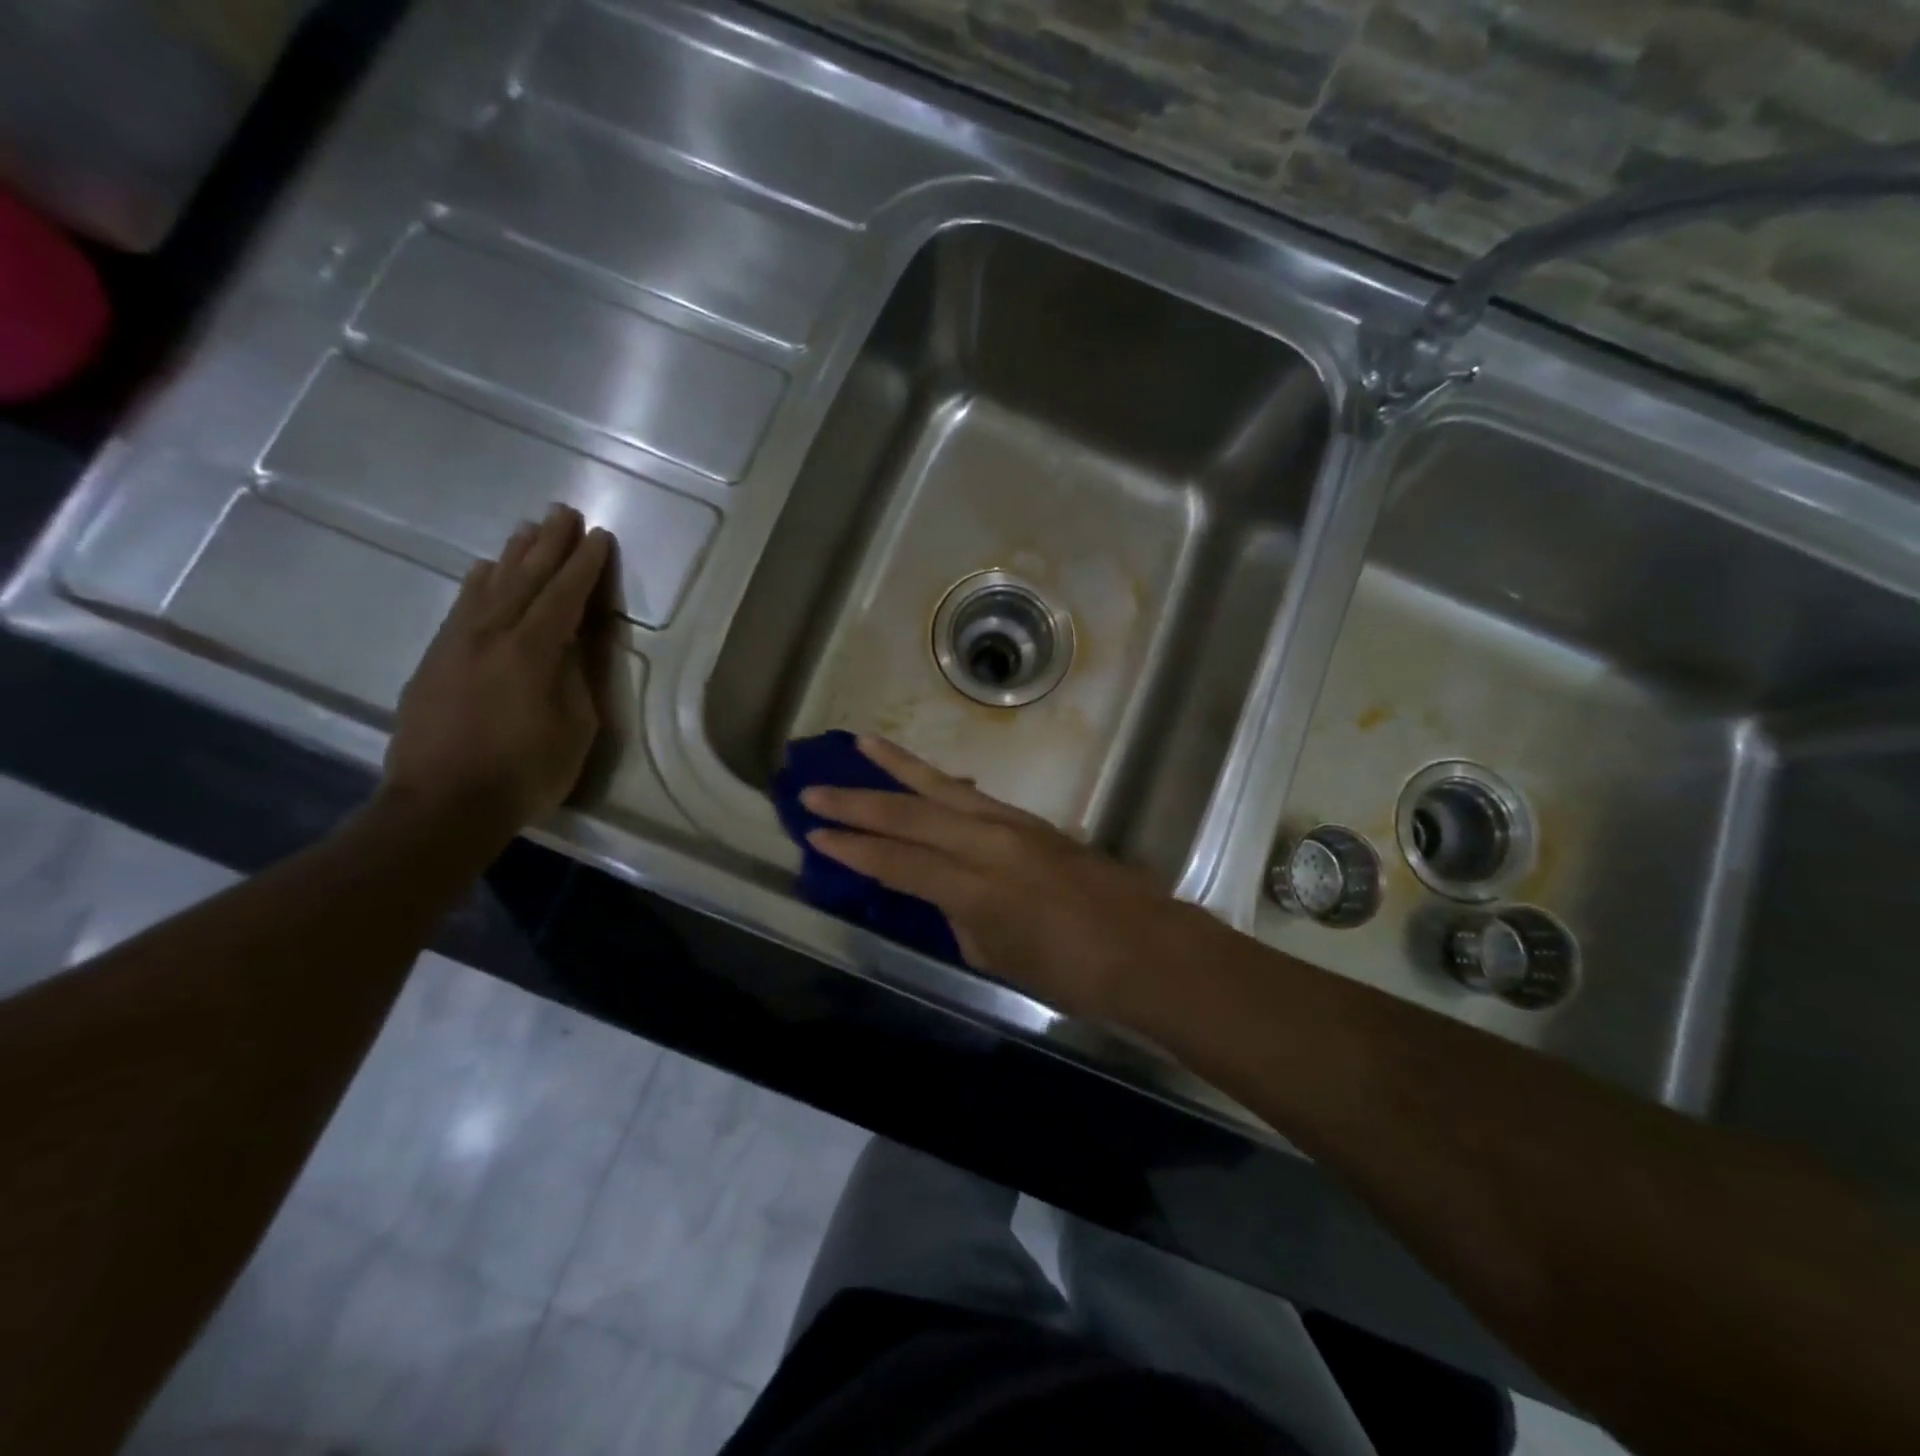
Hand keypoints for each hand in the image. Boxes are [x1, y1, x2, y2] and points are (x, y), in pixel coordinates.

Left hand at [384, 505, 614, 831]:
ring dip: (512, 555)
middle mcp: (492, 634)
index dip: (584, 565)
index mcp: (533, 651)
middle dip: (549, 544)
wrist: (442, 805)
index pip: (564, 595)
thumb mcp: (575, 728)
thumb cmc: (525, 772)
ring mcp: (457, 644)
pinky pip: (461, 606)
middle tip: (564, 512)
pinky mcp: (434, 659)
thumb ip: (578, 676)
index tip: (599, 536)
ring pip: (489, 586)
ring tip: (528, 529)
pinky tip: (483, 570)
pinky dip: (477, 582)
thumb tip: (577, 638)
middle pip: (524, 578)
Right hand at [800, 736, 1224, 1017]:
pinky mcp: (1029, 820)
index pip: (897, 862)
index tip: (813, 834)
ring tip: (861, 744)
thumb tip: (941, 893)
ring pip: (941, 788)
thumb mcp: (999, 957)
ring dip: (897, 767)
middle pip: (910, 813)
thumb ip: (960, 918)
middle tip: (814, 788)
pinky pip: (971, 795)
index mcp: (974, 886)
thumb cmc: (1071, 972)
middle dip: (857, 801)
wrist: (1144, 947)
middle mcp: (988, 842)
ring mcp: (1012, 824)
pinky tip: (921, 775)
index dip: (852, 849)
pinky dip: (938, 782)